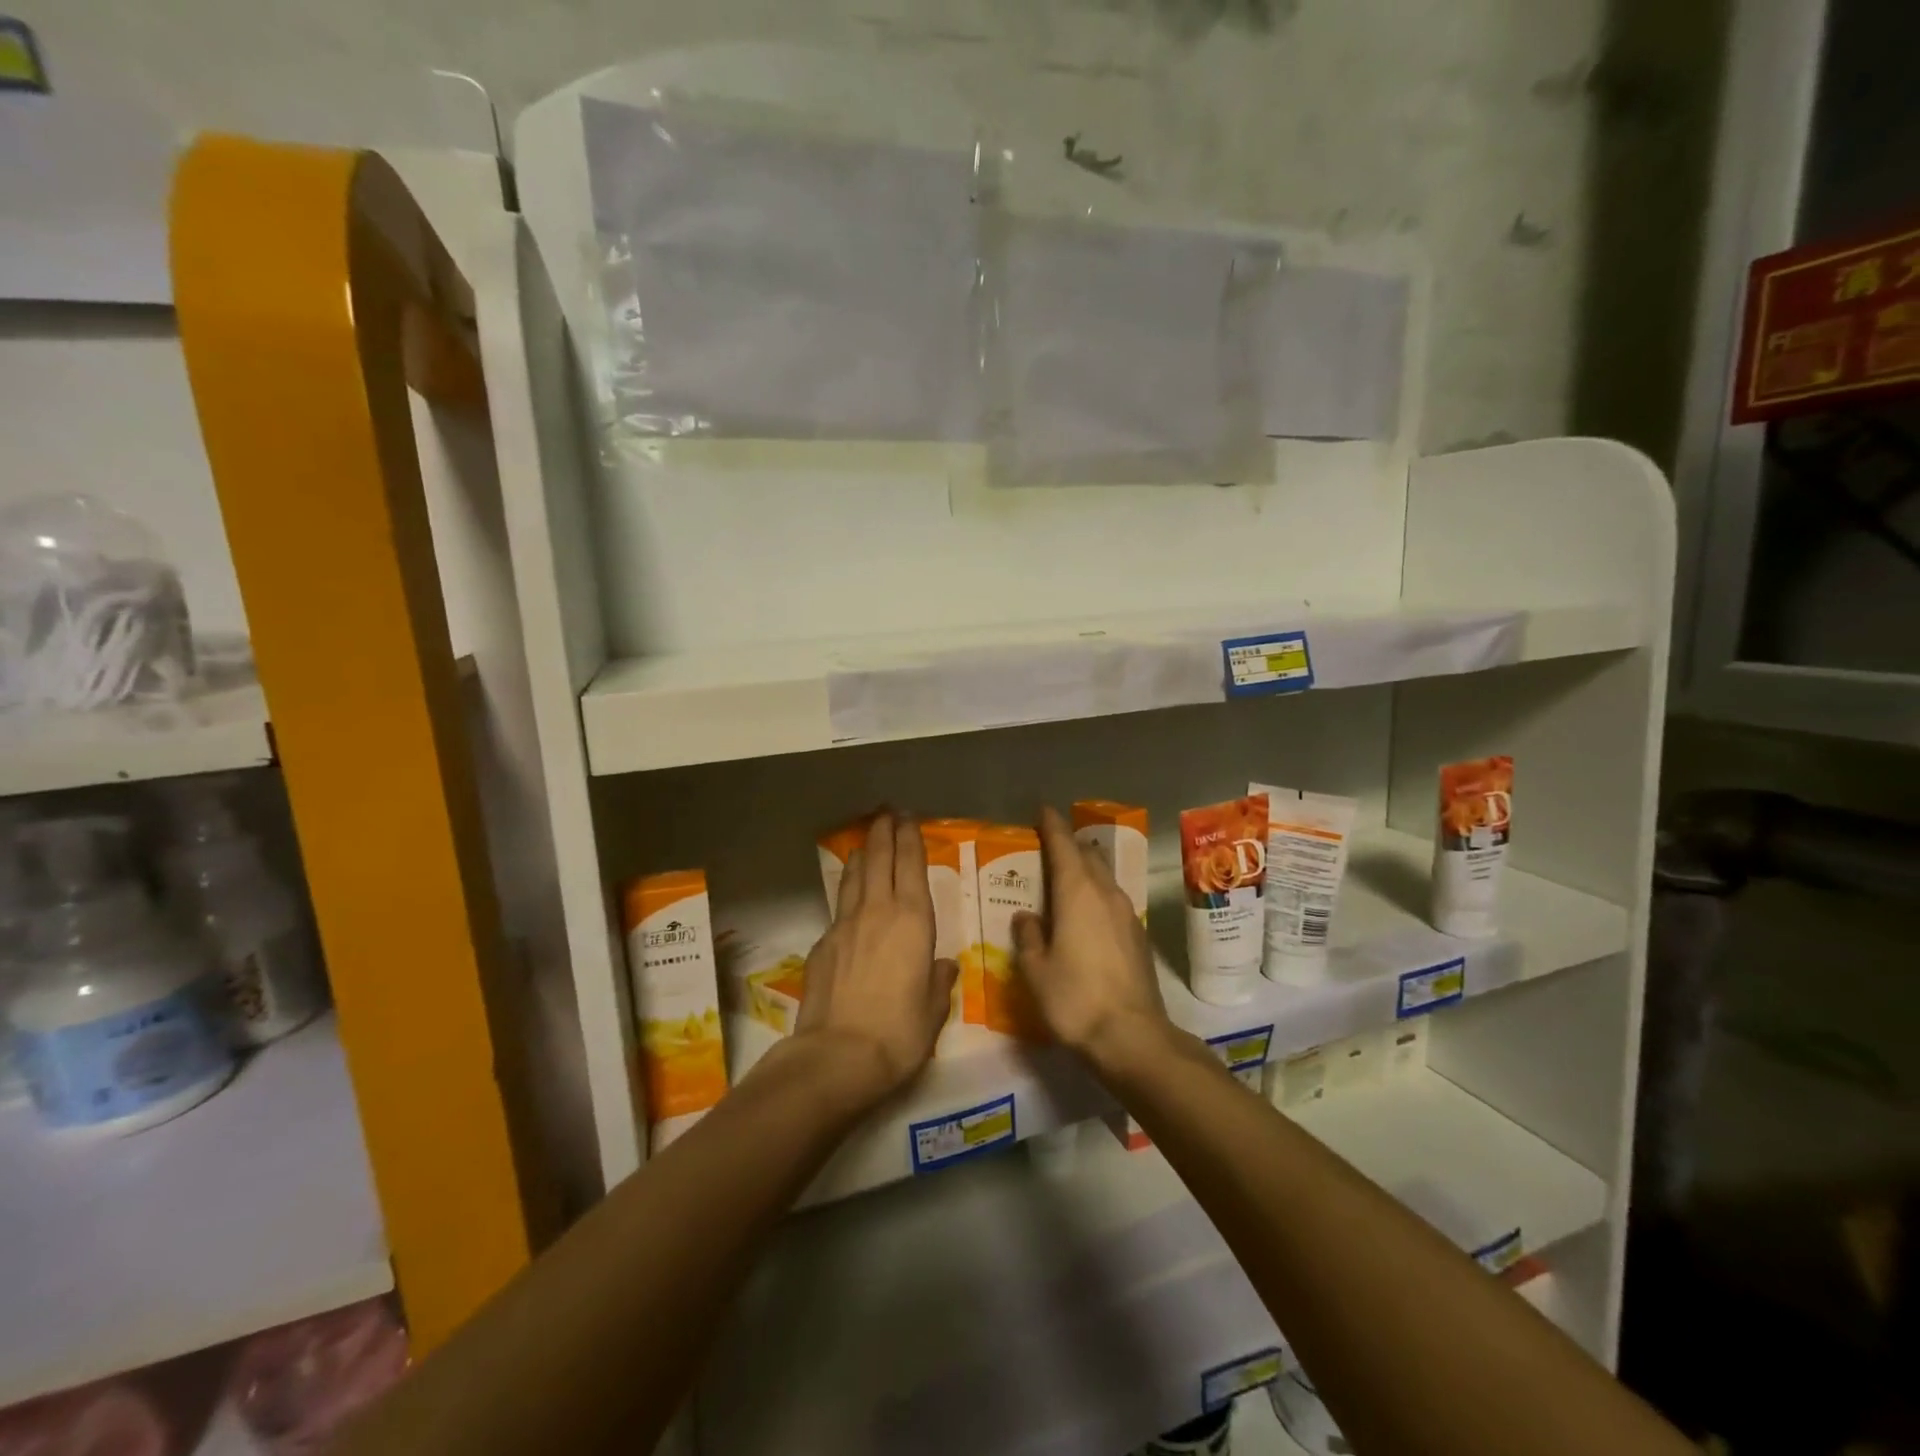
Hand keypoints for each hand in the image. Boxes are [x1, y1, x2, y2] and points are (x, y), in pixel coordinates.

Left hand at [794, 812, 958, 1106]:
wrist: (838, 1055)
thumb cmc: (899, 1032)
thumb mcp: (933, 1010)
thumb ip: (938, 981)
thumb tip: (940, 967)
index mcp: (913, 921)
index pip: (911, 865)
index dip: (909, 838)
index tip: (907, 818)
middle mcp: (878, 911)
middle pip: (878, 859)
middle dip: (883, 832)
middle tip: (885, 813)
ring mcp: (845, 925)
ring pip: (853, 877)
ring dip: (861, 855)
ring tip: (864, 843)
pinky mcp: (822, 943)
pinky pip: (838, 908)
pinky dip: (846, 894)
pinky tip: (848, 903)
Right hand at [1013, 806, 1168, 1074]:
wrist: (1133, 1036)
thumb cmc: (1075, 999)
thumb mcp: (1037, 970)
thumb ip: (1028, 937)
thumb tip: (1027, 918)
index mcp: (1077, 893)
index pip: (1064, 845)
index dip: (1052, 825)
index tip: (1042, 810)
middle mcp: (1105, 893)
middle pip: (1087, 855)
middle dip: (1069, 845)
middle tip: (1047, 848)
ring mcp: (1127, 913)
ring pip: (1103, 877)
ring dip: (1084, 870)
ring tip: (1063, 880)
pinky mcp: (1138, 934)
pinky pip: (1112, 899)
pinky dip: (1095, 894)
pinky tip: (1084, 914)